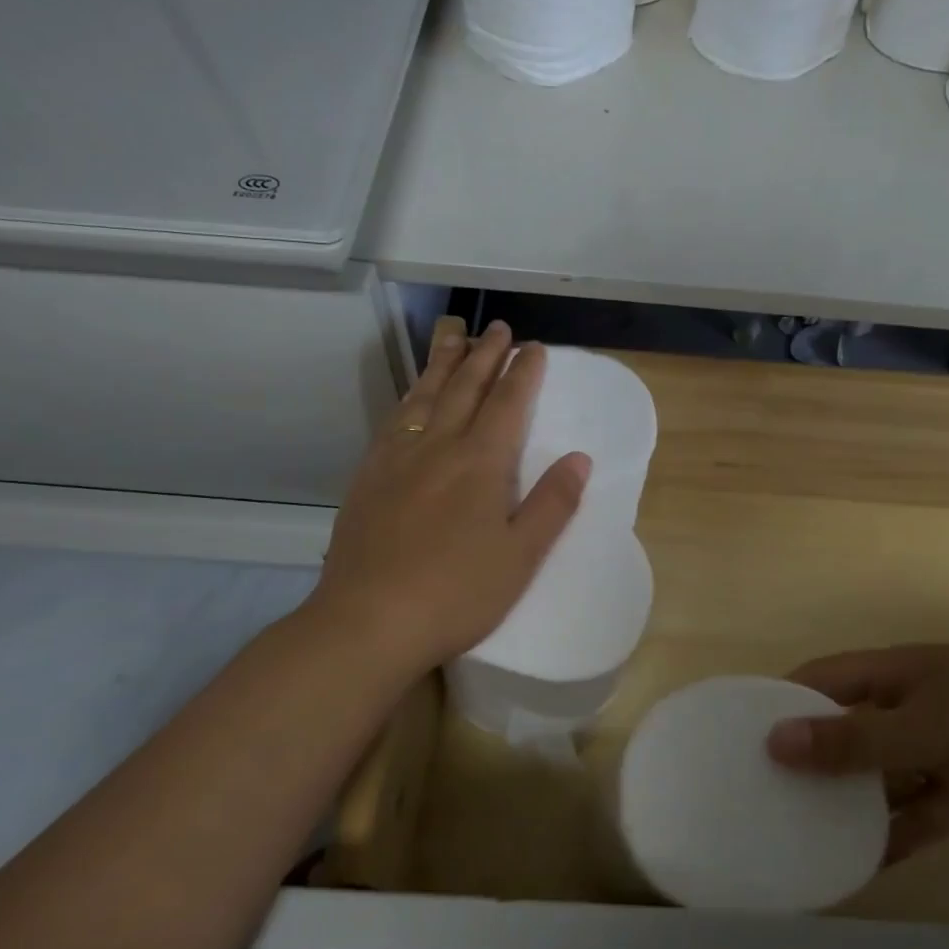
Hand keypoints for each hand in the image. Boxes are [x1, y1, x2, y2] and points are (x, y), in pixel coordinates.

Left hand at [305, 320, 589, 676]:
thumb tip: (579, 458)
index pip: (508, 403)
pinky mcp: (368, 477)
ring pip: (424, 396)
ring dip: (443, 363)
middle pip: (464, 387)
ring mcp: (397, 458)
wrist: (369, 620)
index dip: (524, 372)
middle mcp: (438, 446)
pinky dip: (410, 397)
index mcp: (480, 462)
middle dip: (485, 355)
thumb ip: (552, 503)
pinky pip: (394, 420)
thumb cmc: (457, 593)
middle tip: (497, 328)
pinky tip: (411, 397)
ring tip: (453, 336)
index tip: (534, 347)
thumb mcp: (521, 556)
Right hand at [766, 646, 948, 860]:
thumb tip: (774, 741)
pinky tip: (859, 870)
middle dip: (809, 761)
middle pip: (845, 731)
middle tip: (762, 800)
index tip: (738, 738)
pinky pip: (920, 816)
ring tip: (799, 840)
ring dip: (849, 806)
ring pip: (880, 779)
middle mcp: (908, 707)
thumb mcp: (926, 724)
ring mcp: (941, 751)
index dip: (780, 703)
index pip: (818, 681)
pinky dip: (894, 839)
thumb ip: (853, 740)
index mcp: (892, 674)